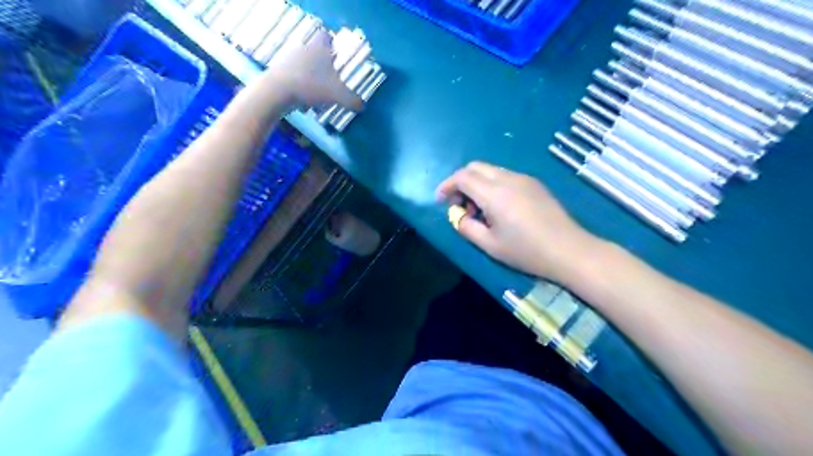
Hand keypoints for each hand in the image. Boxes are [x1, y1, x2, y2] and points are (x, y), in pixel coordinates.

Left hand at [259, 27, 364, 110]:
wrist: (277, 91)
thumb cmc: (311, 86)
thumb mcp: (337, 95)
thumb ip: (351, 100)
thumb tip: (362, 106)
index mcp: (318, 48)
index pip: (325, 36)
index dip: (332, 43)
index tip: (337, 56)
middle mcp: (303, 48)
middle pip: (315, 50)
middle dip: (323, 63)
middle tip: (331, 78)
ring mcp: (288, 58)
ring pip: (304, 63)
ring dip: (311, 74)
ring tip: (318, 91)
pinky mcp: (278, 70)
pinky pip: (294, 74)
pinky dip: (300, 84)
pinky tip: (304, 98)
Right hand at [434, 160, 599, 281]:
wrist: (568, 250)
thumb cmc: (526, 251)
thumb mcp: (489, 244)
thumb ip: (466, 227)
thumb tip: (458, 216)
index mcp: (494, 193)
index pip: (462, 177)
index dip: (447, 186)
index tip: (440, 201)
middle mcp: (508, 178)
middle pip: (475, 167)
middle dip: (460, 182)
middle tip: (459, 206)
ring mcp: (523, 178)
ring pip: (490, 170)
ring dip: (477, 184)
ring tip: (479, 210)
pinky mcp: (534, 184)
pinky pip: (505, 176)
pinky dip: (492, 185)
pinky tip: (498, 207)